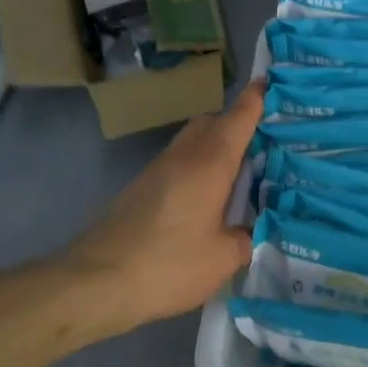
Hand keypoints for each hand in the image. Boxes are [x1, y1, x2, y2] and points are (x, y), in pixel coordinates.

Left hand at [61, 82, 263, 333]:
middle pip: (213, 122)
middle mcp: (183, 156)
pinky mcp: (140, 189)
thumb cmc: (168, 264)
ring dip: (215, 148)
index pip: (239, 117)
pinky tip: (207, 200)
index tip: (272, 83)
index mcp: (210, 163)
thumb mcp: (223, 259)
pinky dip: (197, 169)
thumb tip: (252, 231)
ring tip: (240, 175)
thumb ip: (246, 239)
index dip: (257, 98)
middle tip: (265, 144)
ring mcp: (157, 170)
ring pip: (192, 142)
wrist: (95, 283)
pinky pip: (178, 164)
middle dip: (237, 124)